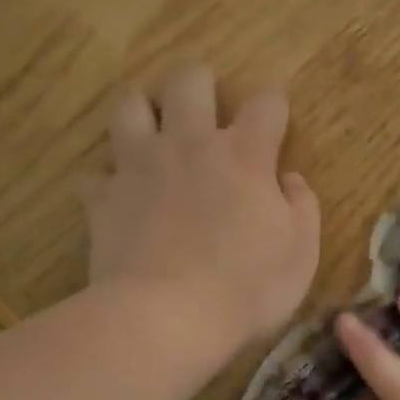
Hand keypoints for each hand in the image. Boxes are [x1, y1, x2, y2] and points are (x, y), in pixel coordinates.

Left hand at [84, 67, 320, 358]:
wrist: (168, 318)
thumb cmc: (248, 288)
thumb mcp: (301, 254)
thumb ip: (302, 208)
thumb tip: (290, 179)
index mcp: (244, 156)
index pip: (265, 104)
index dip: (274, 105)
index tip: (276, 119)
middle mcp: (190, 146)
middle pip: (189, 82)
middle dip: (201, 82)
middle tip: (206, 102)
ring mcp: (140, 167)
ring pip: (130, 106)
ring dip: (143, 109)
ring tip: (153, 127)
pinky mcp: (104, 198)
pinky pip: (96, 174)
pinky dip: (108, 180)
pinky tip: (118, 195)